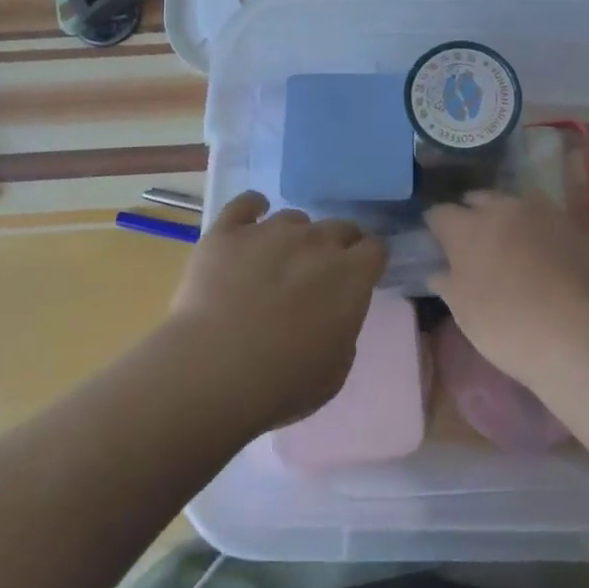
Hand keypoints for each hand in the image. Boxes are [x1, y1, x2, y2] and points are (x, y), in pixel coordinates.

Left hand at [168, 191, 387, 429]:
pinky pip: (246, 204)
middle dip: (337, 246)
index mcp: (351, 274)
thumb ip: (343, 328)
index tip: (359, 278)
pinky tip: (251, 218)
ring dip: (294, 237)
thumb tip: (334, 311)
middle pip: (340, 227)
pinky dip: (252, 208)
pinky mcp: (228, 232)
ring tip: (276, 262)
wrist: (213, 372)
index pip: (376, 248)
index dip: (368, 262)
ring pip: (294, 218)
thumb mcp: (335, 369)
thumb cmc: (282, 383)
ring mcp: (271, 230)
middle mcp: (316, 241)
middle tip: (319, 275)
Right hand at [424, 191, 588, 386]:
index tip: (435, 238)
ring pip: (513, 202)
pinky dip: (537, 226)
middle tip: (472, 237)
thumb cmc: (508, 325)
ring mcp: (539, 211)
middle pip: (478, 199)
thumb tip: (438, 271)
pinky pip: (544, 216)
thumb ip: (448, 283)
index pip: (439, 213)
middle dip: (471, 213)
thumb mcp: (465, 312)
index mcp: (467, 228)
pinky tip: (541, 245)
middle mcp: (500, 208)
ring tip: (508, 237)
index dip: (435, 225)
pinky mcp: (570, 222)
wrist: (577, 330)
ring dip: (506, 215)